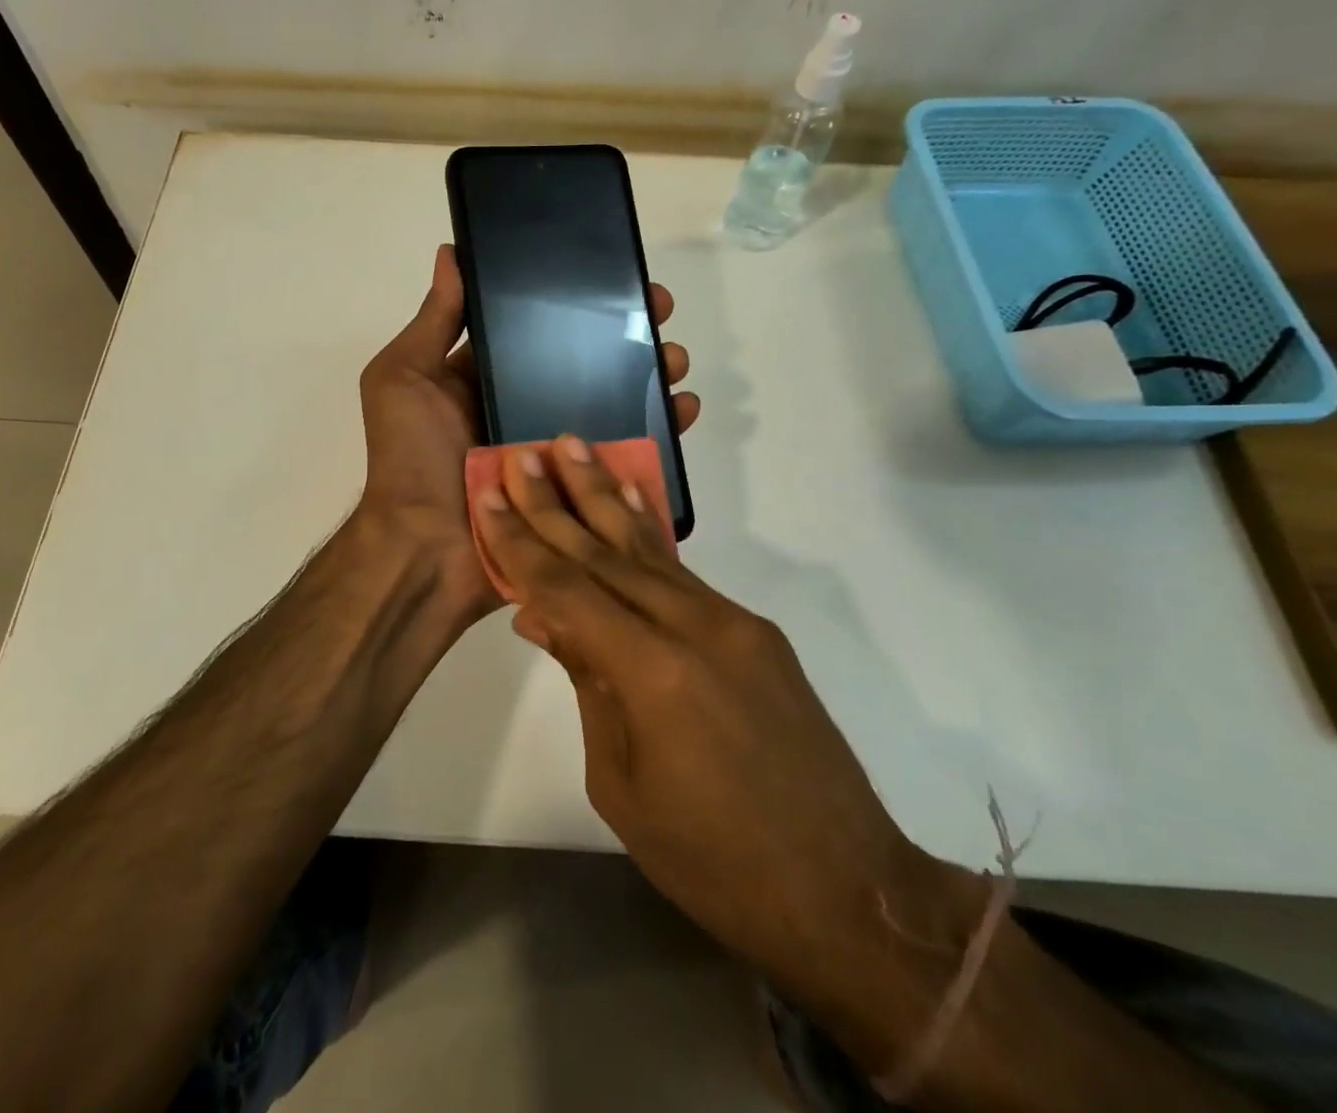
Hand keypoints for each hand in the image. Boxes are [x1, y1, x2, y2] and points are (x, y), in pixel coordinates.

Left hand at [356, 245, 699, 627]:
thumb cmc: (410, 458)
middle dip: (625, 336)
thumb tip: (452, 253)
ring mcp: (555, 451)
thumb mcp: (403, 378)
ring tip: (675, 360)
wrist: (426, 550)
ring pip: (614, 405)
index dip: (573, 305)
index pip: (537, 331)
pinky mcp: (579, 490)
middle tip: (659, 314)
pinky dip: (660, 433)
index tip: (612, 279)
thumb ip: (433, 322)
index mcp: (485, 381)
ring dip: (650, 378)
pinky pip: (626, 456)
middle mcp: (523, 410)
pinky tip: (684, 409)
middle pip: (585, 365)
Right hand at [471, 439, 968, 1012]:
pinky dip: (649, 534)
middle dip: (556, 502)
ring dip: (605, 496)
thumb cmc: (713, 860)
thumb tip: (545, 617)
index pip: (567, 588)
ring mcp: (732, 622)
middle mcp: (693, 626)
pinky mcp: (755, 630)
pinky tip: (629, 501)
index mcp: (652, 672)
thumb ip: (587, 683)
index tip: (490, 495)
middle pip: (605, 553)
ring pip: (649, 549)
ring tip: (574, 448)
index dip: (522, 541)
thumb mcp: (621, 783)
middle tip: (523, 453)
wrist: (845, 889)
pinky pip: (684, 574)